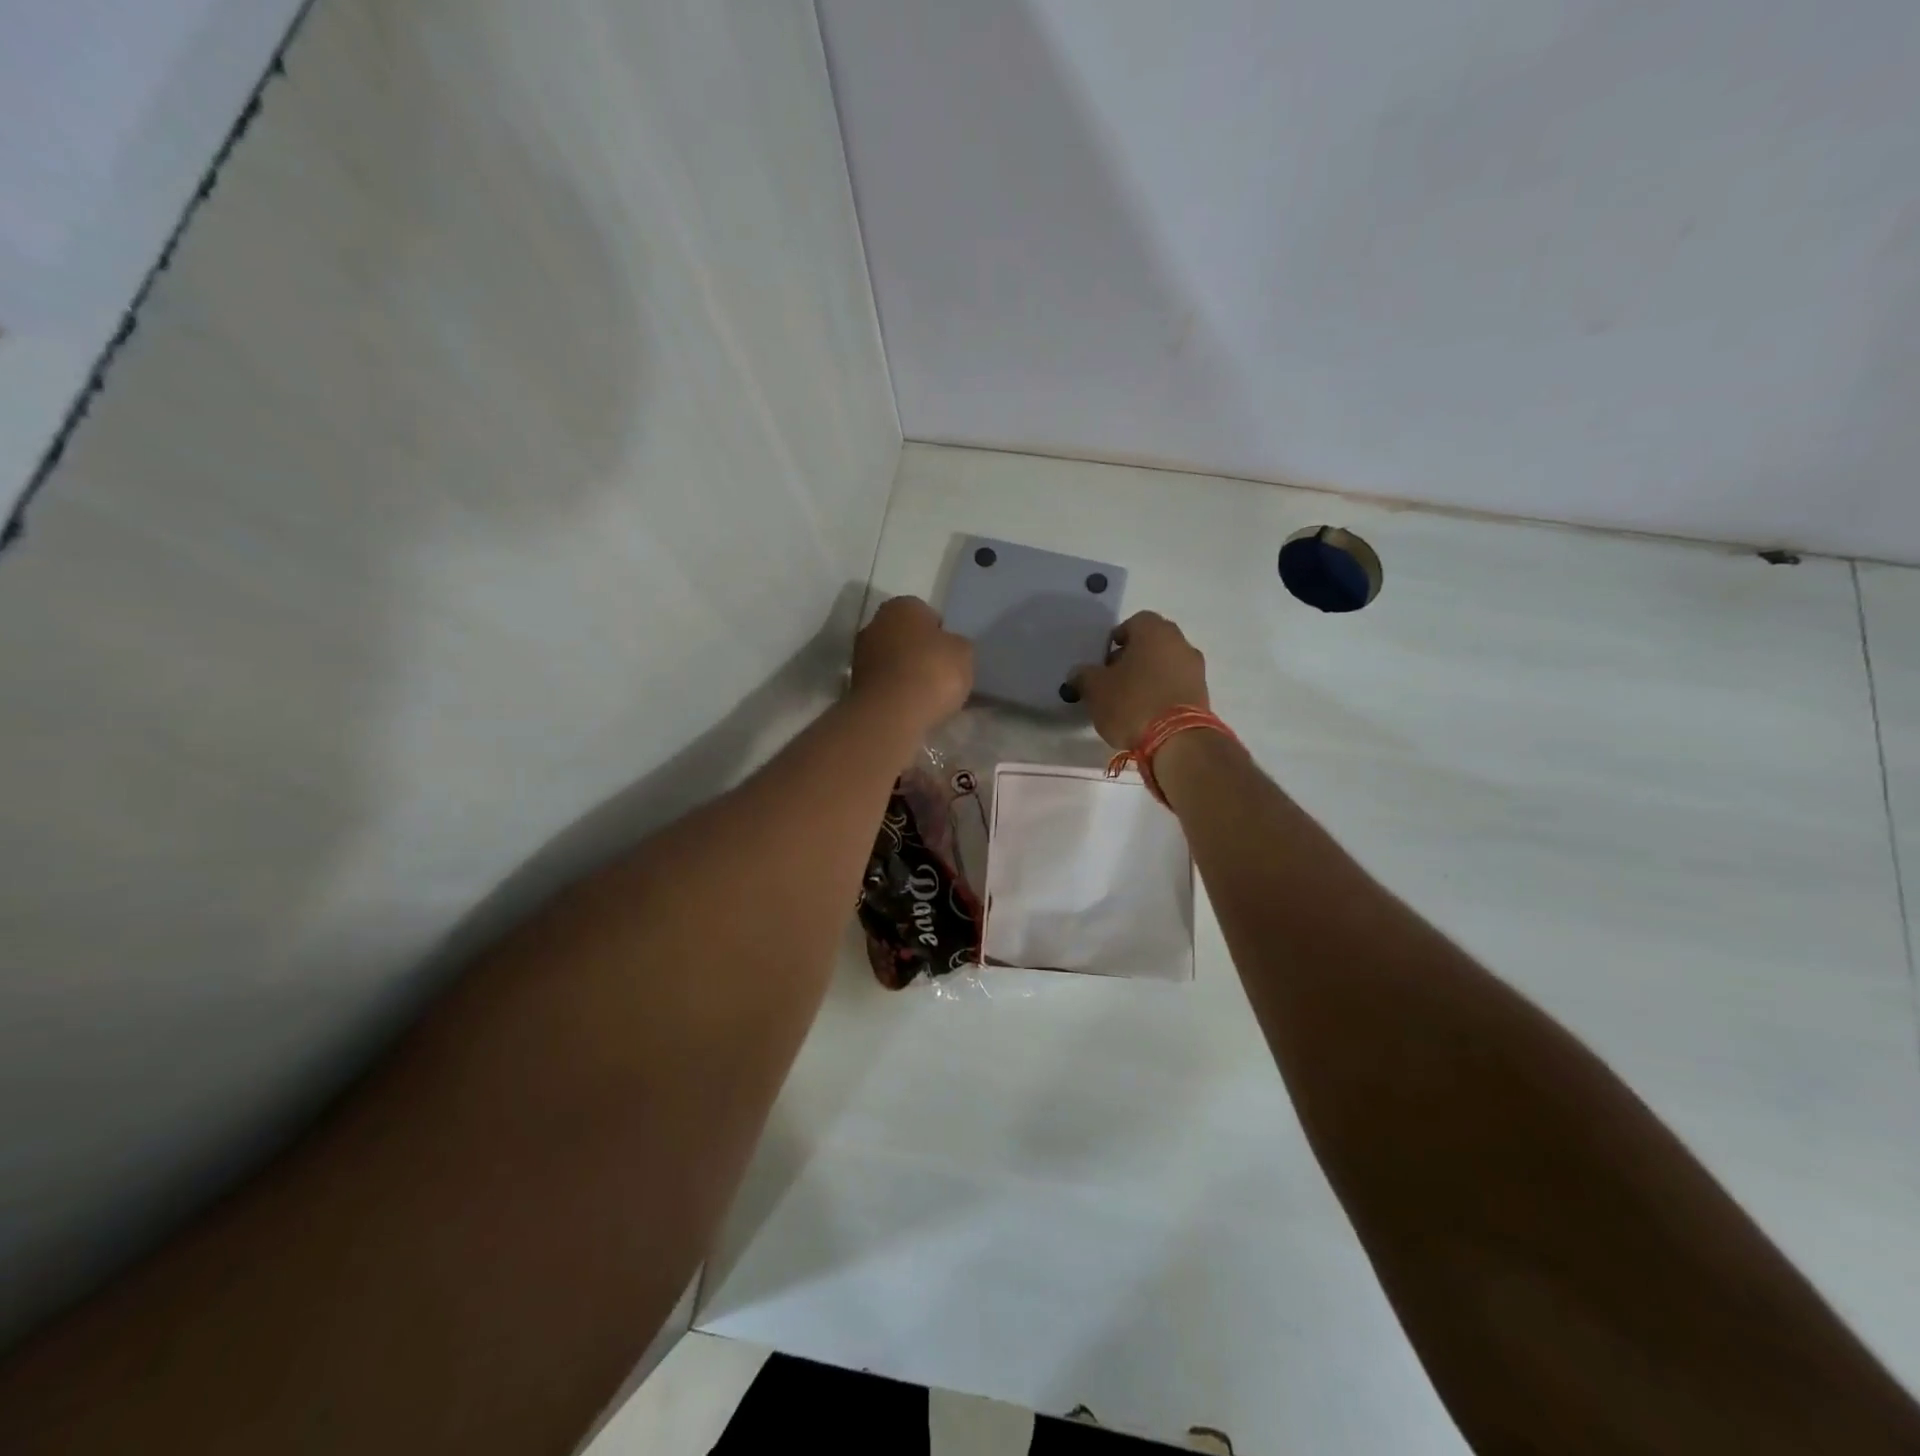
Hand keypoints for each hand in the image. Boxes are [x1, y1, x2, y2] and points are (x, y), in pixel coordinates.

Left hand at [851, 596, 974, 730]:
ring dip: (907, 672)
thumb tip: (949, 647)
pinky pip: (885, 683)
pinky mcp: (855, 684)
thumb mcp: (963, 653)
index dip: (942, 635)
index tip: (951, 655)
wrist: (892, 712)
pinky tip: (912, 706)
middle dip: (920, 652)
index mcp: (902, 605)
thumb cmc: (932, 671)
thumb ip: (957, 644)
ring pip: (893, 660)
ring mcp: (861, 654)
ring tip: (928, 695)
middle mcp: (876, 623)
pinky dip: (896, 691)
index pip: (927, 614)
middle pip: (906, 636)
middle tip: (941, 673)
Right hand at [1070, 610, 1208, 749]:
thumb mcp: (1095, 689)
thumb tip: (1079, 674)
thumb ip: (1083, 676)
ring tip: (1129, 700)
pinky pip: (1177, 685)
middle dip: (1132, 657)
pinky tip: (1147, 712)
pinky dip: (1162, 692)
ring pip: (1166, 664)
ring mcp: (1196, 669)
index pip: (1134, 622)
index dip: (1117, 639)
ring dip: (1149, 676)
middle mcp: (1180, 643)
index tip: (1104, 660)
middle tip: (1114, 679)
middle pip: (1152, 643)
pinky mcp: (1203, 694)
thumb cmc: (1132, 703)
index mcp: (1154, 631)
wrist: (1177, 741)